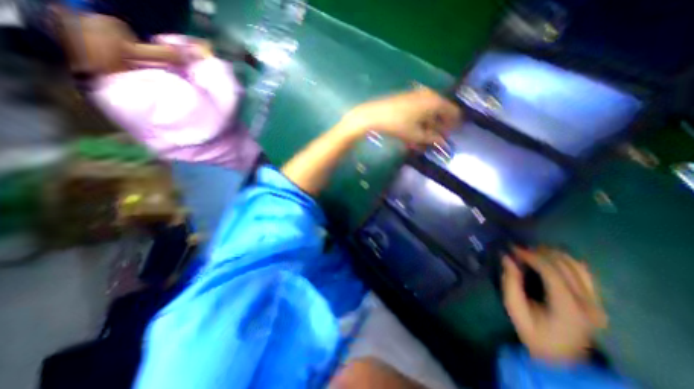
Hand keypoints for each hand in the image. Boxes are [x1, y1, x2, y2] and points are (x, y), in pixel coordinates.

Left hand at [340, 86, 458, 147]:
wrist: (375, 115)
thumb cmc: (398, 125)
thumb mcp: (416, 135)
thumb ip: (432, 138)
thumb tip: (443, 142)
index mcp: (436, 101)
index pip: (453, 112)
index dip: (453, 126)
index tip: (448, 137)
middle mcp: (429, 94)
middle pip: (442, 111)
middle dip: (439, 127)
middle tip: (434, 139)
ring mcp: (418, 94)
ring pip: (430, 111)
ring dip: (429, 125)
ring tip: (422, 138)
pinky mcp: (408, 97)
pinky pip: (420, 109)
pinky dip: (420, 120)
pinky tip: (414, 130)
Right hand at [505, 248, 608, 362]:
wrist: (562, 359)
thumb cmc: (533, 333)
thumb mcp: (515, 309)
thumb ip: (510, 282)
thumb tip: (507, 257)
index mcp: (567, 308)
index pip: (551, 271)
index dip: (531, 255)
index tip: (513, 248)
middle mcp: (588, 303)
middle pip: (565, 265)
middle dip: (539, 252)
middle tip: (520, 249)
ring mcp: (596, 302)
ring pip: (577, 265)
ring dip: (553, 254)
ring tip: (533, 252)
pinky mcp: (597, 301)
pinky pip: (584, 272)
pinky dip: (565, 261)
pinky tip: (550, 260)